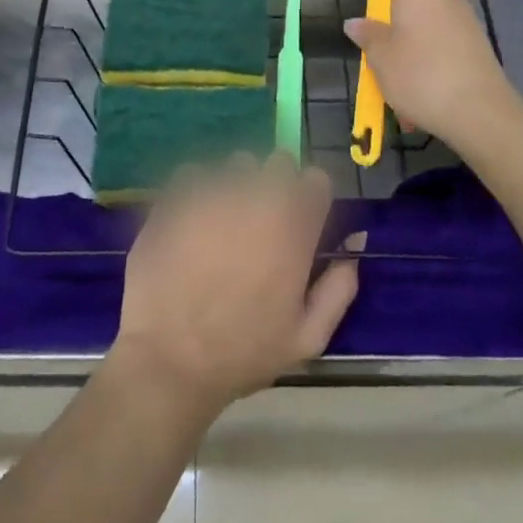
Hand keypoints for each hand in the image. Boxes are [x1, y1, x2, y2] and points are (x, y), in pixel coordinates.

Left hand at [112, 155, 360, 416]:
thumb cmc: (243, 352)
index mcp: (292, 227)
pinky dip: (197, 190)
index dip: (311, 198)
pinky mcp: (174, 197)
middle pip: (278, 162)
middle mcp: (255, 197)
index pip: (316, 179)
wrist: (169, 359)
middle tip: (263, 223)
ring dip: (237, 185)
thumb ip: (339, 287)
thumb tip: (353, 244)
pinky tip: (192, 222)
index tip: (303, 220)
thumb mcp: (307, 338)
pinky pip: (194, 174)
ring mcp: (212, 192)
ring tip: (224, 222)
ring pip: (235, 165)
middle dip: (277, 185)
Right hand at [345, 0, 519, 150]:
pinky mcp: (478, 50)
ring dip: (412, 46)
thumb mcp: (381, 58)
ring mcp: (466, 25)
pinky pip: (444, 49)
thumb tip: (356, 22)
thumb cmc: (420, 74)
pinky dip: (429, 65)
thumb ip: (369, 36)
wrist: (480, 113)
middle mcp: (446, 0)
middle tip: (378, 44)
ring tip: (396, 84)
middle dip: (397, 16)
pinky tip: (420, 99)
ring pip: (429, 27)